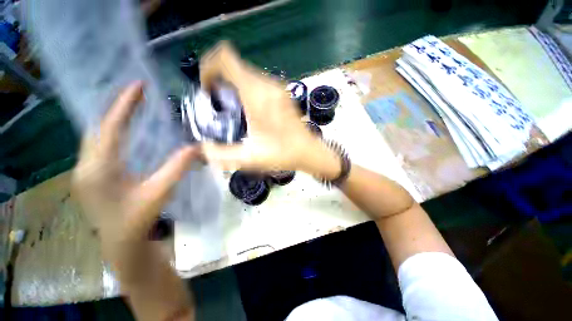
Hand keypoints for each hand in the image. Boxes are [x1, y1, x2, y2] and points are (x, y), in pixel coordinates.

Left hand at [72, 82, 199, 255]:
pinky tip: (122, 132)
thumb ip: (177, 168)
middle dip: (116, 108)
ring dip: (111, 120)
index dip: (124, 105)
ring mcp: (83, 171)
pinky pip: (96, 146)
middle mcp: (84, 166)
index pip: (110, 128)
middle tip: (136, 94)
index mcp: (99, 169)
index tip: (137, 85)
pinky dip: (109, 133)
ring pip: (94, 136)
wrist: (120, 243)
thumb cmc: (137, 220)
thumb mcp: (159, 192)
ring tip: (130, 107)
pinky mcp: (88, 176)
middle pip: (97, 128)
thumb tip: (197, 147)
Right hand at [200, 42, 340, 178]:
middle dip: (219, 78)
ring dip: (232, 84)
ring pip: (246, 72)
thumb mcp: (250, 158)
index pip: (226, 58)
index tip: (207, 89)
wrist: (309, 152)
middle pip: (234, 65)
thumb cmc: (283, 154)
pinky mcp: (282, 93)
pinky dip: (245, 88)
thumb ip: (222, 155)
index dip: (209, 66)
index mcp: (257, 95)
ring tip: (230, 108)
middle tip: (216, 102)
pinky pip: (257, 82)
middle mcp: (267, 85)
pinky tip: (248, 109)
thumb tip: (202, 149)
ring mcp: (277, 87)